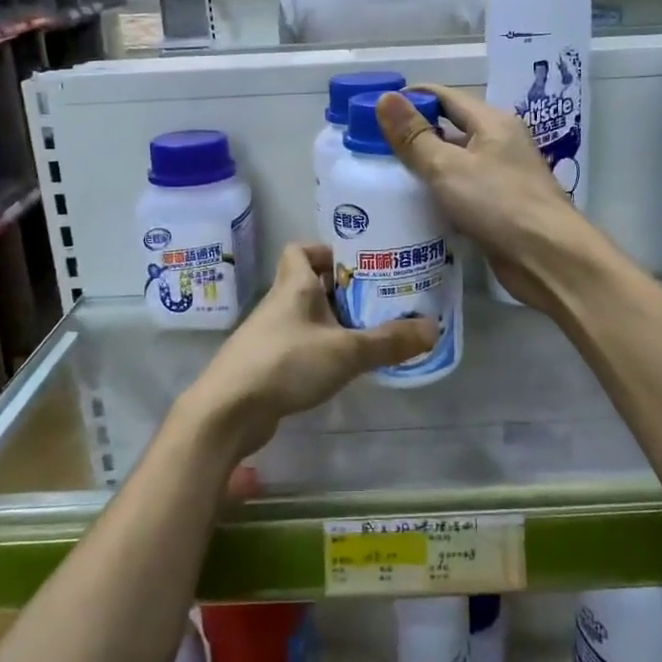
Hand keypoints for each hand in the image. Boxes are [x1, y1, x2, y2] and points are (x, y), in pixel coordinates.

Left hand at [178, 243, 436, 460]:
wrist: (227, 412)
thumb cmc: (285, 364)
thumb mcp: (346, 351)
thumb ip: (389, 341)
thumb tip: (433, 329)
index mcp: (294, 285)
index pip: (301, 250)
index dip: (327, 251)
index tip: (357, 264)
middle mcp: (279, 304)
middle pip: (310, 284)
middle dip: (343, 290)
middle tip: (379, 300)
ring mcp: (269, 335)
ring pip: (306, 317)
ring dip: (334, 322)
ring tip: (370, 334)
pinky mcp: (266, 364)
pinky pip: (299, 345)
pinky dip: (320, 350)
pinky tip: (342, 367)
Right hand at [376, 85, 594, 311]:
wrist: (548, 258)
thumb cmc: (498, 204)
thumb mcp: (448, 166)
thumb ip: (414, 136)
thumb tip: (383, 98)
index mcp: (493, 123)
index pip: (446, 97)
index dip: (412, 97)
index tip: (376, 108)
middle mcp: (501, 144)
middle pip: (451, 130)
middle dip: (415, 135)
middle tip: (373, 146)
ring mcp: (503, 178)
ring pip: (456, 164)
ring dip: (426, 168)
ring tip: (385, 177)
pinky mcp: (500, 210)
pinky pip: (463, 193)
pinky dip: (440, 196)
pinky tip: (414, 209)